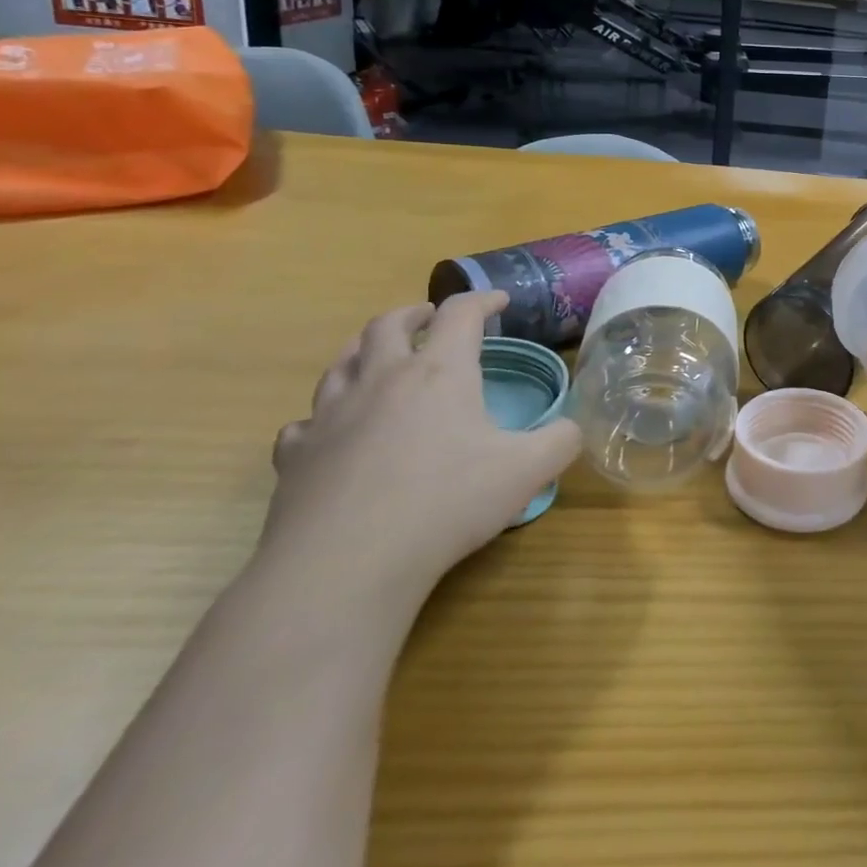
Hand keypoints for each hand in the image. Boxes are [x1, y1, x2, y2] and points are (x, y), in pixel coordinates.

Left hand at [262, 292, 580, 603]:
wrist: (344, 567)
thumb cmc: (445, 504)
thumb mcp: (527, 471)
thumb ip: (561, 441)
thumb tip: (571, 428)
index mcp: (439, 372)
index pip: (461, 313)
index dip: (483, 299)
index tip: (500, 301)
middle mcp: (382, 380)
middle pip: (388, 324)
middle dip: (414, 314)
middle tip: (429, 319)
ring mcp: (331, 416)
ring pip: (340, 364)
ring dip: (364, 350)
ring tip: (378, 358)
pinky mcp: (295, 458)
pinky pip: (304, 423)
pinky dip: (321, 416)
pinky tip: (332, 432)